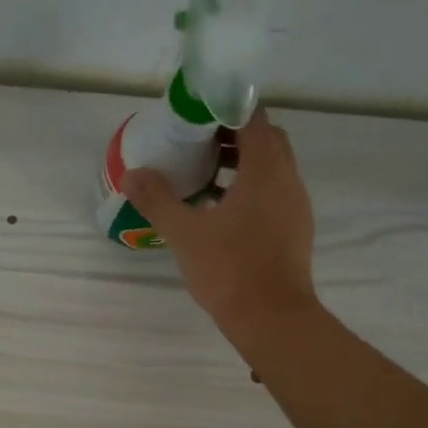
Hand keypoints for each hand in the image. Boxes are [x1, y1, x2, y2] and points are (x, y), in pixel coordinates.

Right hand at [123, 108, 318, 338]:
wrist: (272, 318)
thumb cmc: (230, 269)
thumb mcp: (184, 233)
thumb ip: (158, 200)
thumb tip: (132, 174)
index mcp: (265, 170)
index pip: (252, 117)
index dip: (225, 109)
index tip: (196, 115)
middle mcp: (287, 180)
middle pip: (265, 140)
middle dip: (232, 135)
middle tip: (195, 144)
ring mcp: (295, 206)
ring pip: (271, 168)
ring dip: (241, 163)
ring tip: (202, 176)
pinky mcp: (294, 229)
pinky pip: (273, 193)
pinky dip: (249, 189)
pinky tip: (219, 211)